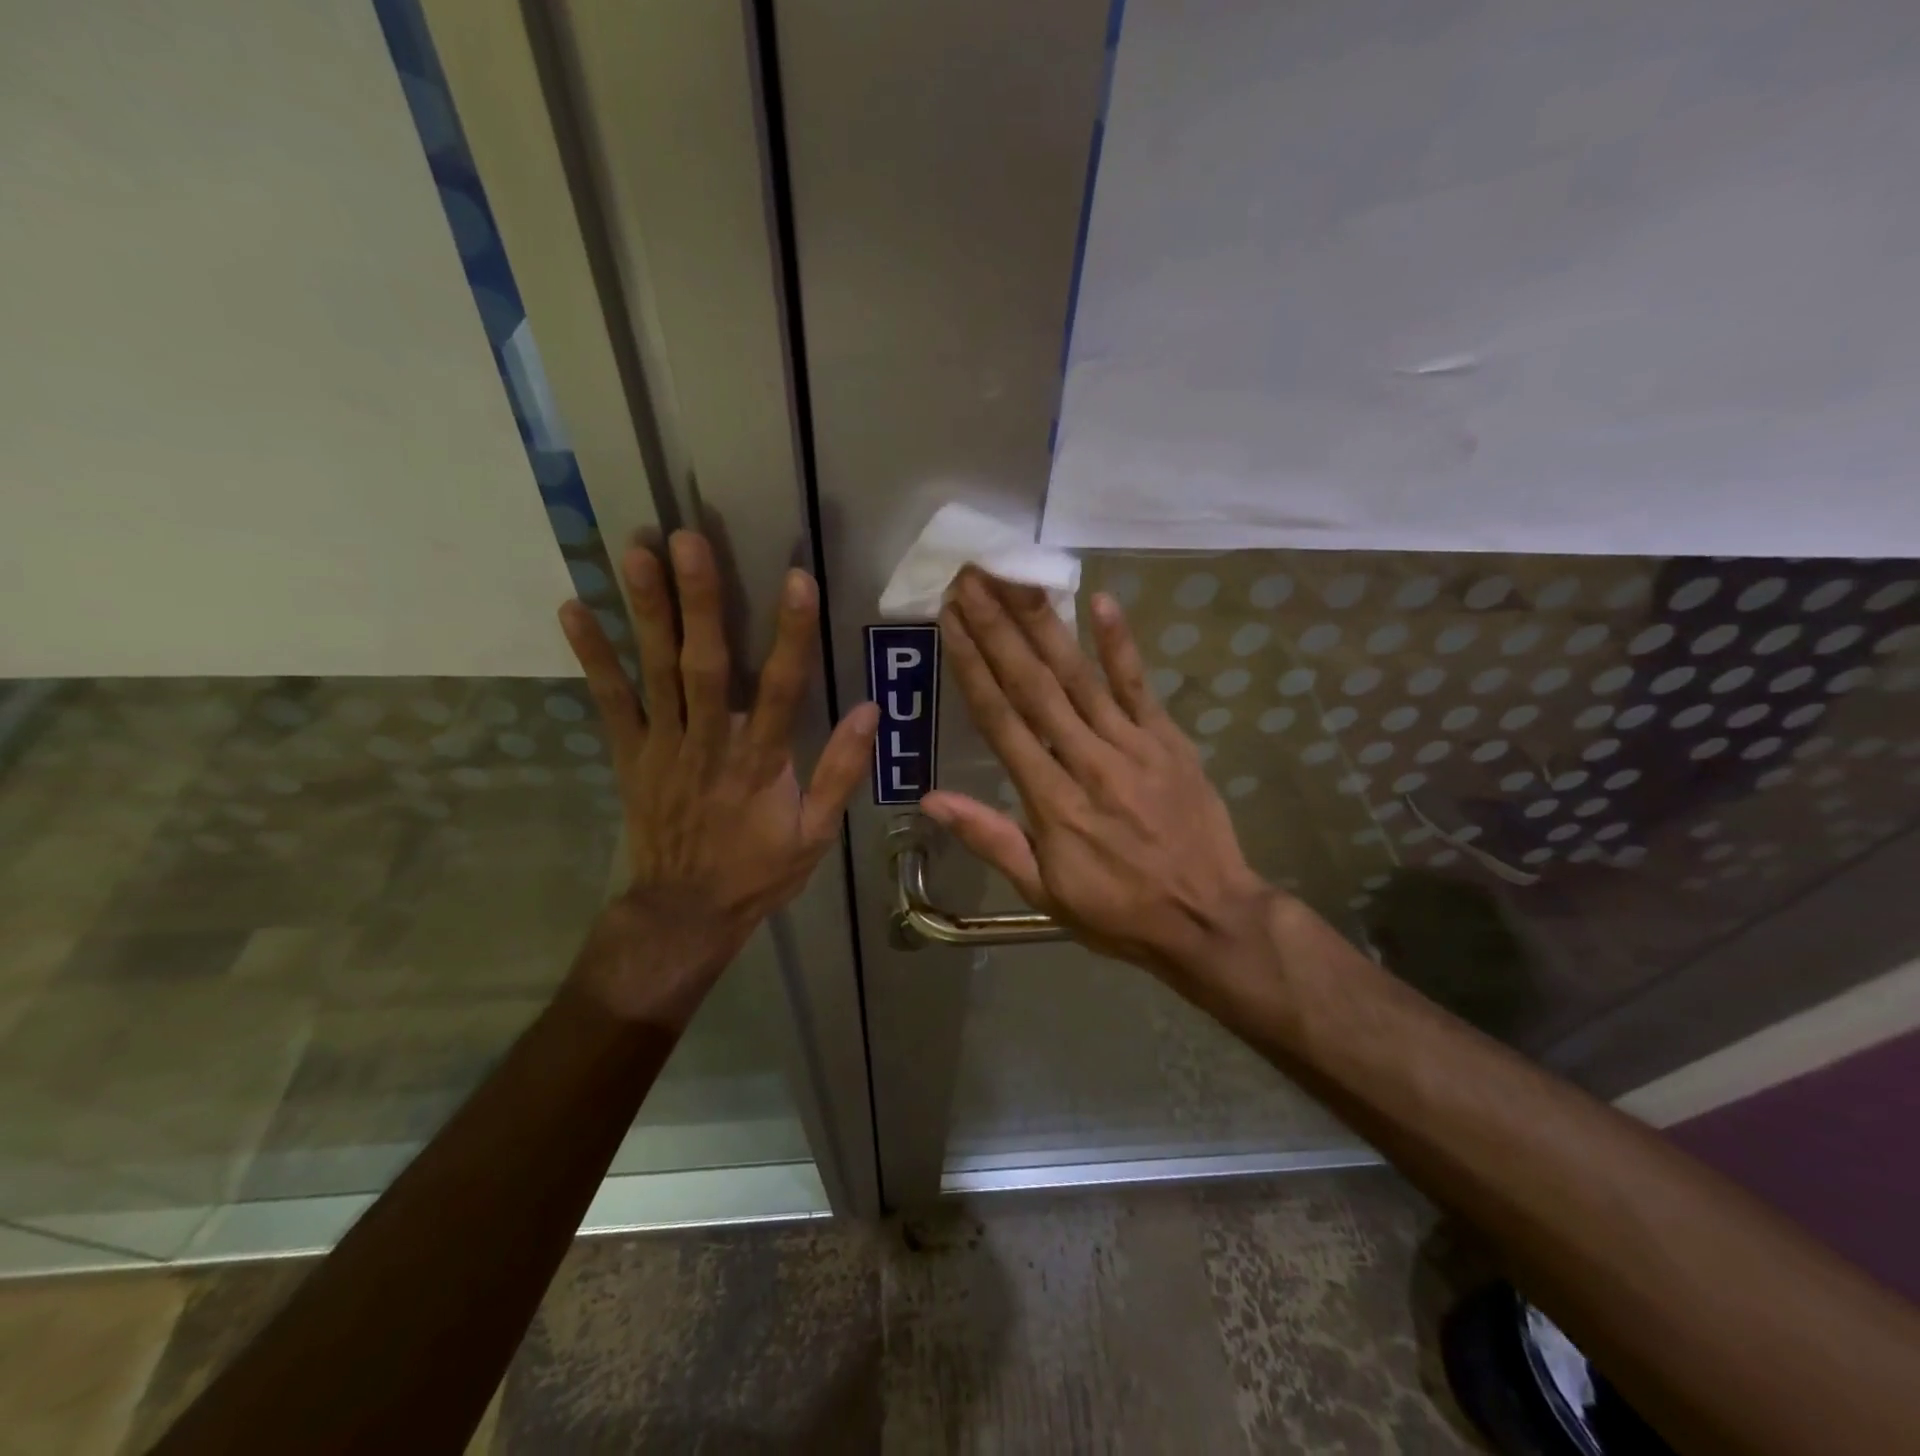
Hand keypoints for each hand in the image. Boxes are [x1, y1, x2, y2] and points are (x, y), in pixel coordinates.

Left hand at [559, 531, 877, 1024]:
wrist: (684, 914)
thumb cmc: (757, 872)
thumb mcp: (815, 834)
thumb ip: (841, 772)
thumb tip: (868, 711)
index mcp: (761, 763)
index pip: (782, 689)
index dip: (791, 634)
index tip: (797, 580)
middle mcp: (709, 744)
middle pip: (704, 665)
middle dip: (698, 601)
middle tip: (686, 540)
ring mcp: (663, 747)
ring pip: (655, 672)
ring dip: (644, 611)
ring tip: (635, 552)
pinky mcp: (630, 755)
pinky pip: (610, 702)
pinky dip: (592, 656)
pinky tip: (573, 609)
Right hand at [921, 570, 1277, 998]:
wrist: (1210, 919)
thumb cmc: (1118, 911)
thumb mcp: (1043, 892)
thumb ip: (991, 839)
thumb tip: (931, 799)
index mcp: (1051, 802)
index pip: (1001, 721)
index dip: (972, 667)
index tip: (950, 620)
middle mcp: (1087, 762)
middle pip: (1034, 686)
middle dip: (999, 628)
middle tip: (972, 578)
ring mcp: (1133, 747)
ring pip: (1079, 676)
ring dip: (1045, 624)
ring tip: (1016, 579)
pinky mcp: (1169, 741)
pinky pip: (1140, 686)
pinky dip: (1120, 644)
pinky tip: (1100, 600)